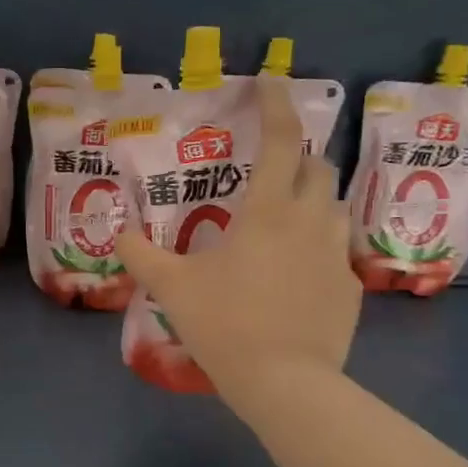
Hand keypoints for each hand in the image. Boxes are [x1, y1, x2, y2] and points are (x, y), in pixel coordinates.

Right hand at [113, 76, 360, 415]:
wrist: (286, 384)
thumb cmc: (226, 325)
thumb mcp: (172, 288)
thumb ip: (141, 254)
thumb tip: (117, 232)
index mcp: (269, 212)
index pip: (282, 141)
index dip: (276, 105)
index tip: (269, 82)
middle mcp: (311, 222)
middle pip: (317, 167)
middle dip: (296, 155)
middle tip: (269, 165)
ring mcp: (336, 255)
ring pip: (332, 207)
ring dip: (311, 198)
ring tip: (284, 215)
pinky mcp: (350, 287)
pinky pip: (336, 250)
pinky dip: (316, 245)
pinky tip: (295, 270)